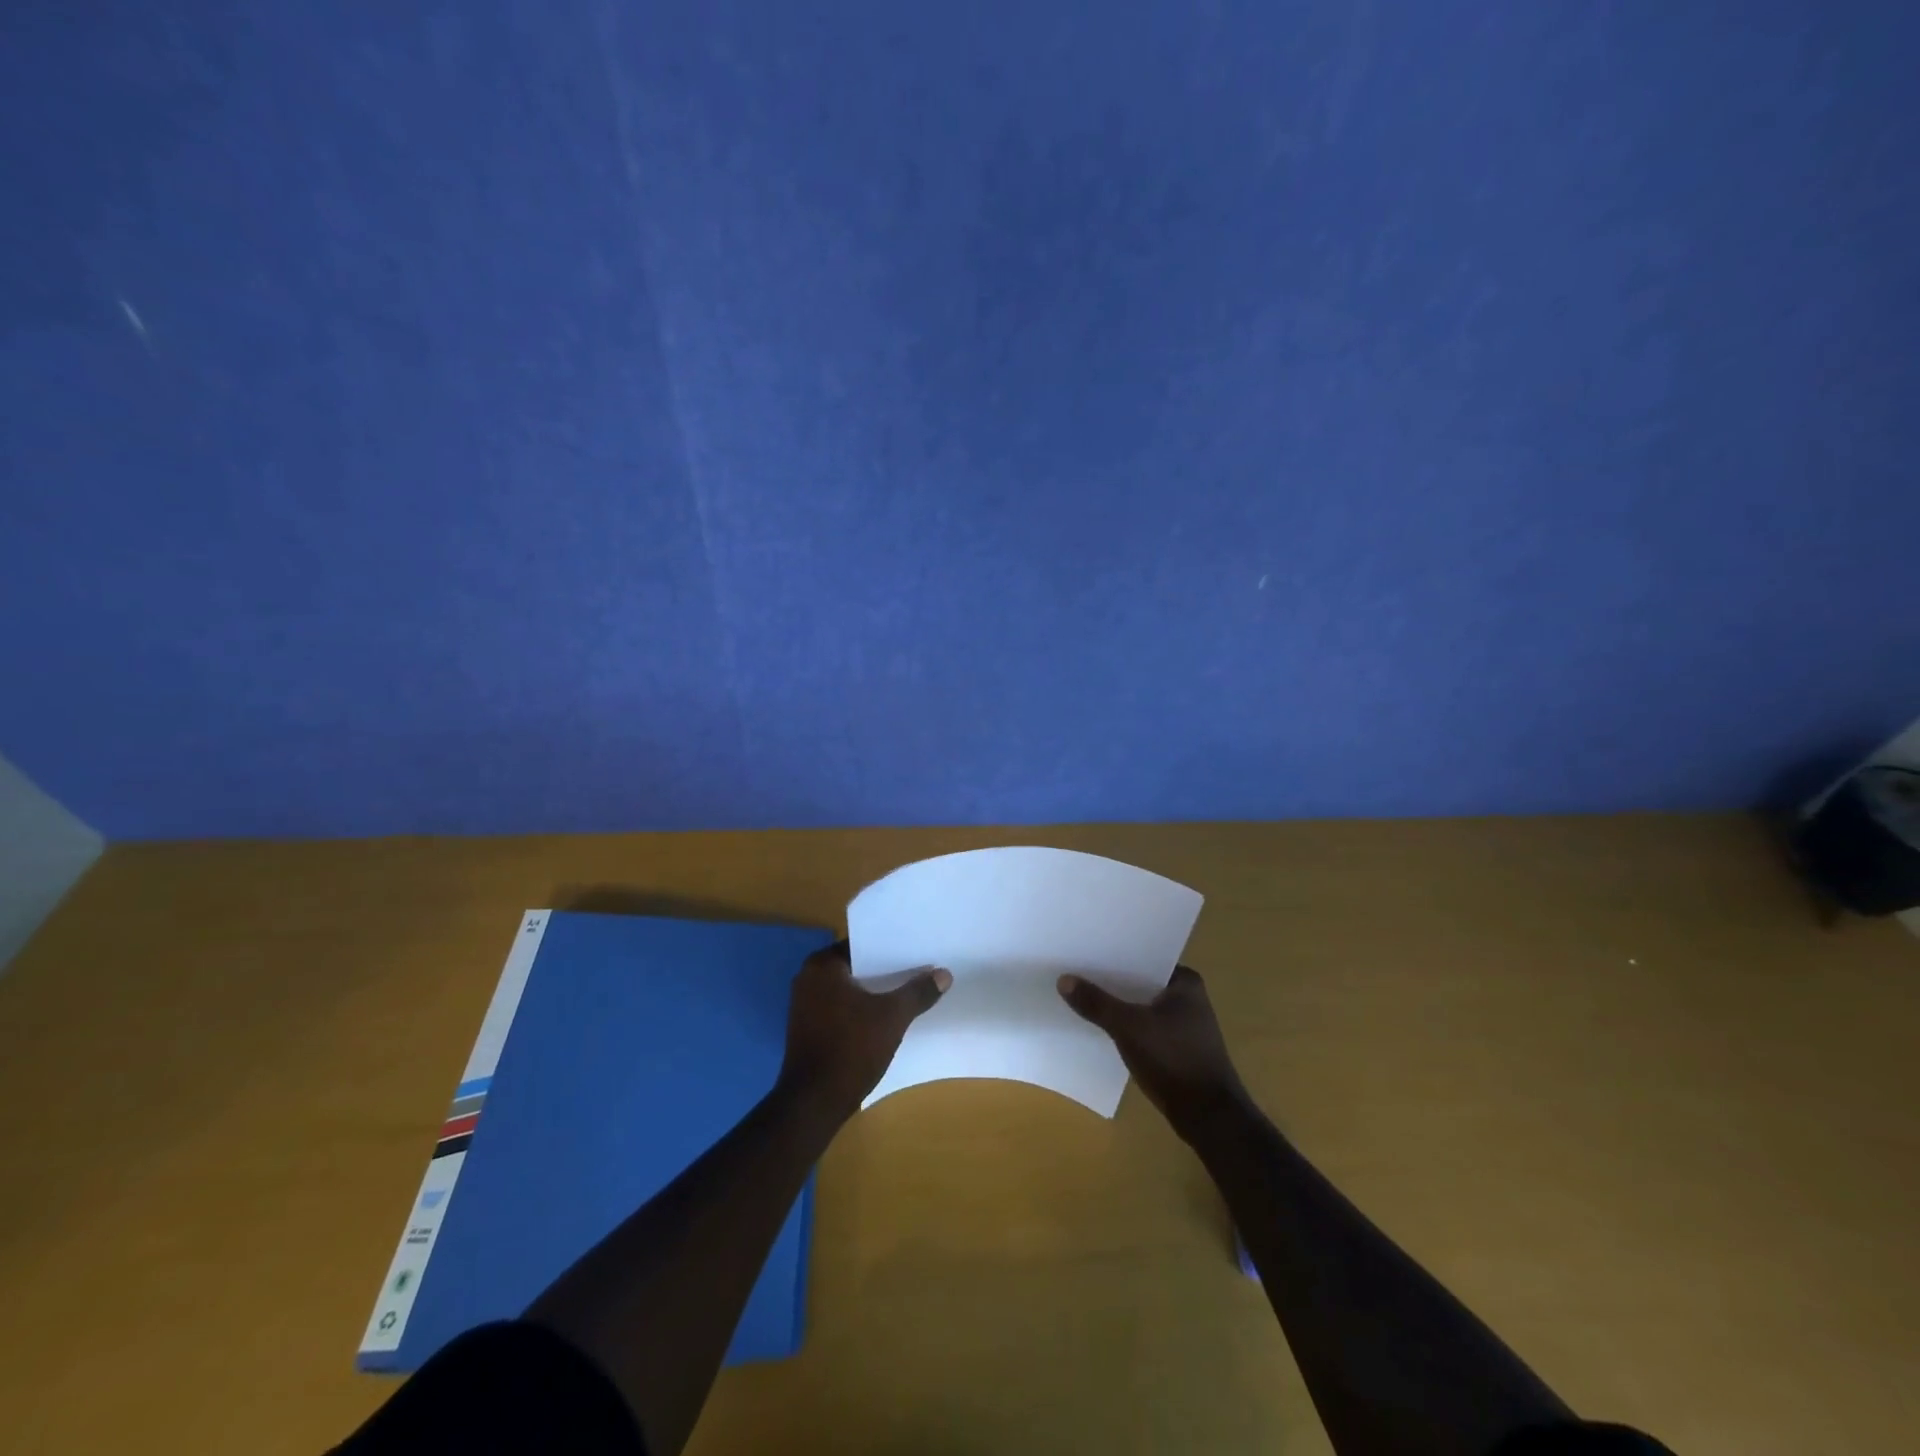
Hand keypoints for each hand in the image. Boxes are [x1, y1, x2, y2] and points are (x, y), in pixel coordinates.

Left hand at [779, 941, 949, 1120]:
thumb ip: (918, 992)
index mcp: (822, 966)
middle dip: (887, 970)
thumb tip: (944, 974)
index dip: (891, 947)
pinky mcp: (809, 1029)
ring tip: (911, 991)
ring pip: (851, 990)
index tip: (918, 949)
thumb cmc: (850, 1048)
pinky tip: (889, 1017)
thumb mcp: (892, 1017)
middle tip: (921, 968)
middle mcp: (808, 979)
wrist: (813, 1104)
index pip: (862, 943)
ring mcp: (806, 1006)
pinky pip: (843, 1008)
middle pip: (858, 966)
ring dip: (876, 992)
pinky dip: (863, 1010)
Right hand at [1058, 965, 1250, 1136]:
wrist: (1208, 1117)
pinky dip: (1124, 1023)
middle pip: (1139, 981)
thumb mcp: (1129, 1028)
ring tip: (1081, 993)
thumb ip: (1097, 1003)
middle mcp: (1187, 997)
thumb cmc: (1174, 1060)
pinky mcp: (1175, 1046)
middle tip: (1075, 969)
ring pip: (1139, 1004)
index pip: (1143, 956)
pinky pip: (1142, 1025)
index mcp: (1185, 982)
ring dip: (1116, 1003)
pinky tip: (1099, 1024)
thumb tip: (1063, 979)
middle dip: (1111, 979)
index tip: (1085, 948)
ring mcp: (1182, 1024)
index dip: (1114, 953)